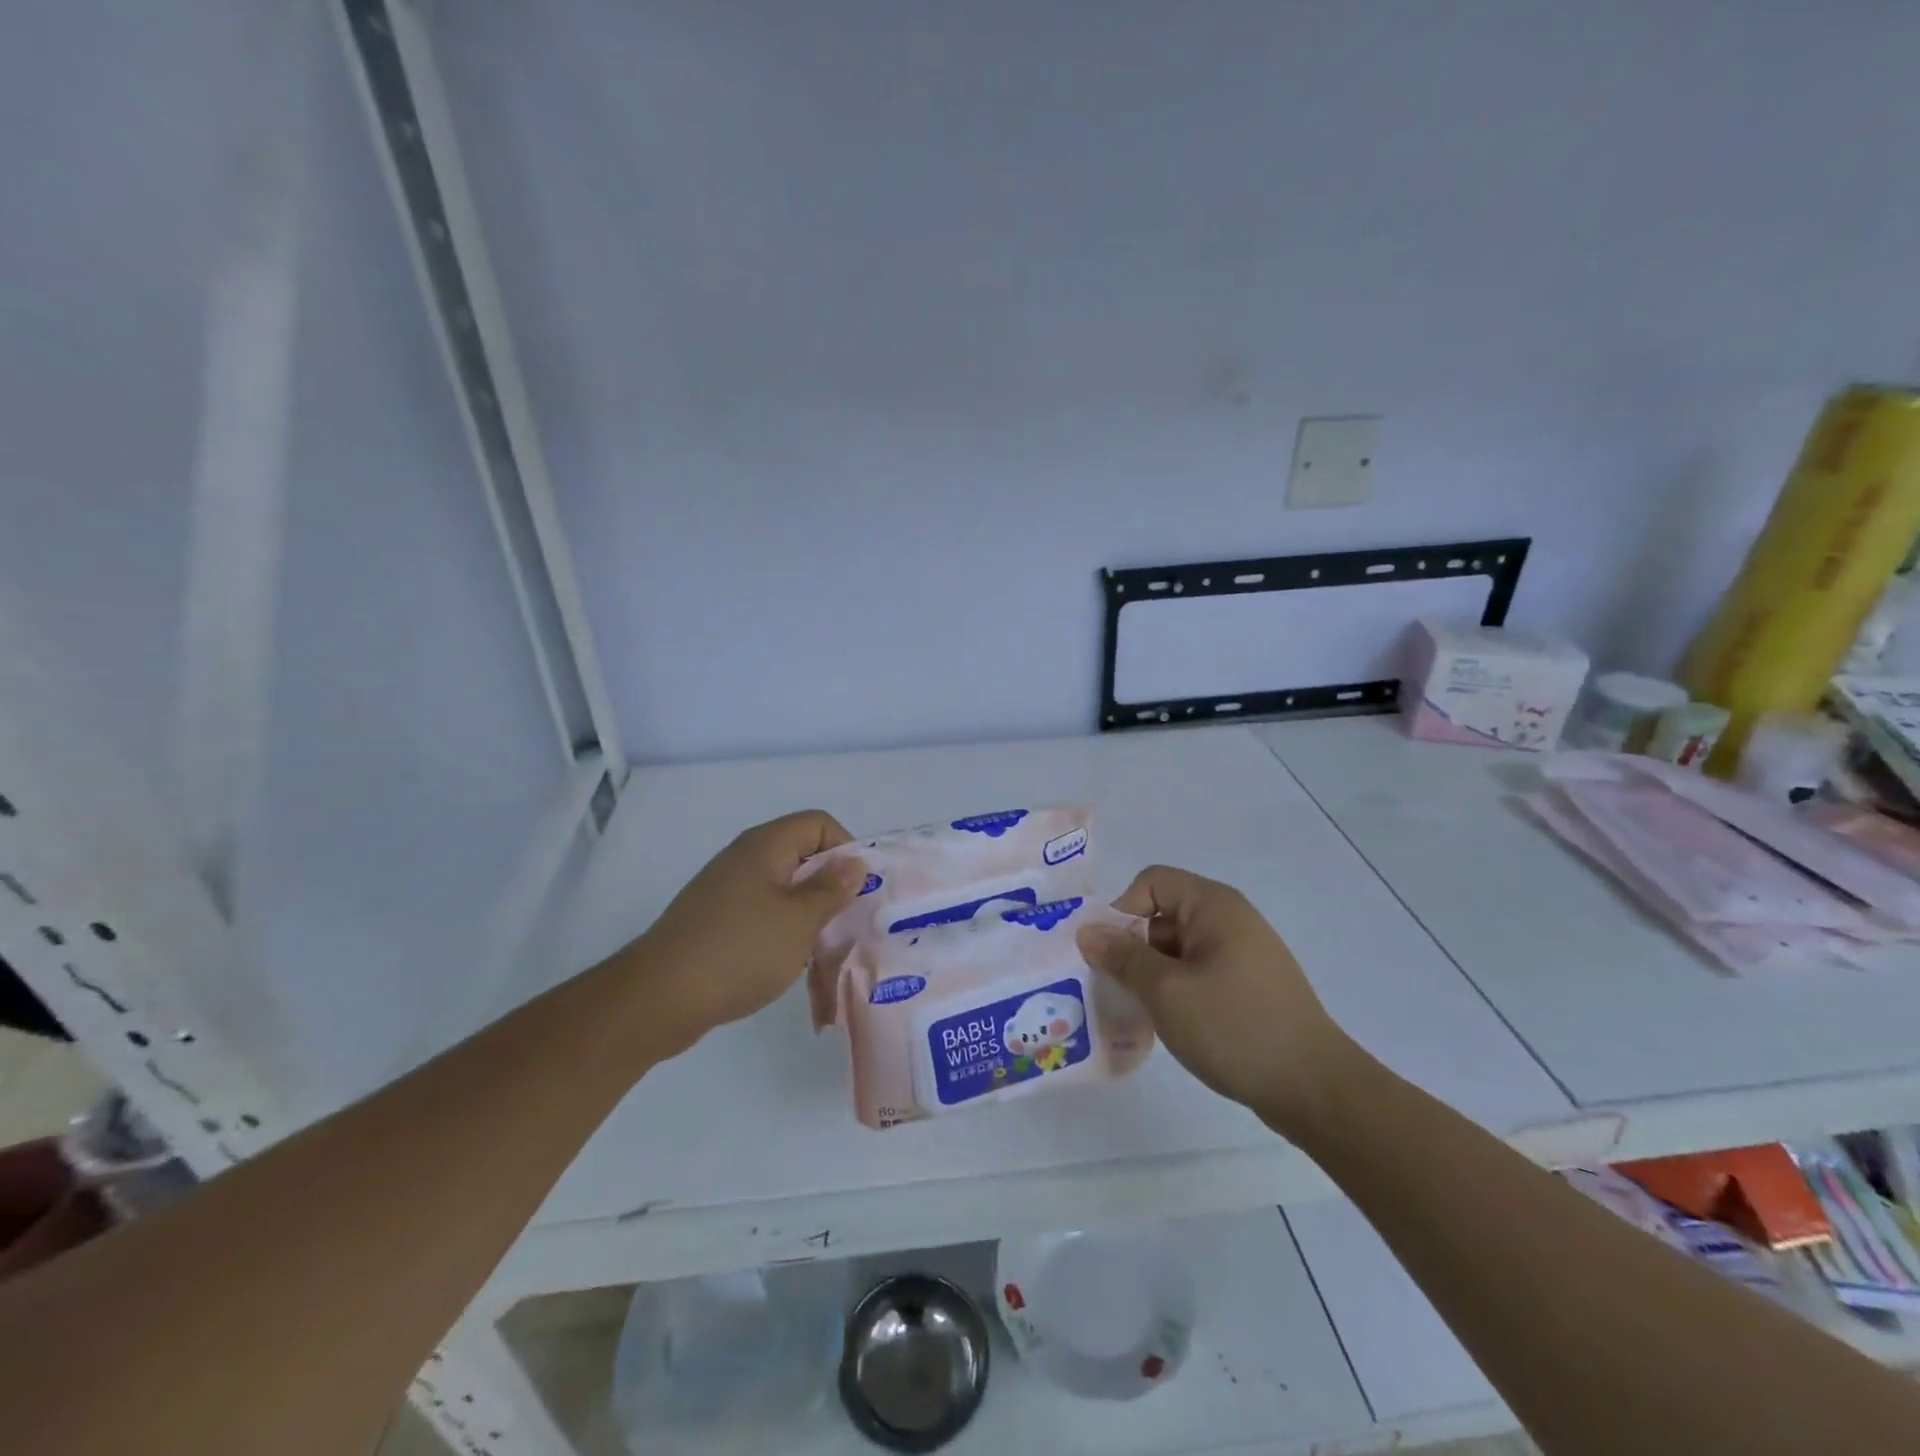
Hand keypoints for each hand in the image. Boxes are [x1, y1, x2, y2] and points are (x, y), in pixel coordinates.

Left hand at [634, 811, 866, 1055]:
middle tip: (847, 921)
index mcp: (765, 846)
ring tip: (821, 947)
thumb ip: (831, 889)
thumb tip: (854, 862)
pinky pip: (761, 911)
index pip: (818, 823)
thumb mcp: (799, 921)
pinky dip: (781, 929)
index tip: (856, 889)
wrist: (658, 998)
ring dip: (807, 912)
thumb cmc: (739, 951)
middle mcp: (744, 858)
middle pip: (801, 854)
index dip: (844, 848)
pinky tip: (787, 961)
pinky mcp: (714, 920)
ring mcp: (725, 889)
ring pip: (782, 887)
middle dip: (829, 884)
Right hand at [1077, 865, 1356, 1135]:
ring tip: (1138, 1012)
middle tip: (1113, 988)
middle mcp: (1230, 919)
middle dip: (1132, 947)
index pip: (1151, 883)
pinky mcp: (1249, 986)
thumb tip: (1086, 931)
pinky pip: (1198, 972)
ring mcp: (1243, 954)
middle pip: (1163, 915)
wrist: (1315, 1089)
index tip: (1107, 955)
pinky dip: (1176, 990)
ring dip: (1152, 973)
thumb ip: (1122, 957)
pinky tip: (1168, 1024)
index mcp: (1213, 906)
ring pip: (1178, 949)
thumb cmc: (1235, 1027)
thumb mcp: (1166, 991)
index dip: (1122, 910)